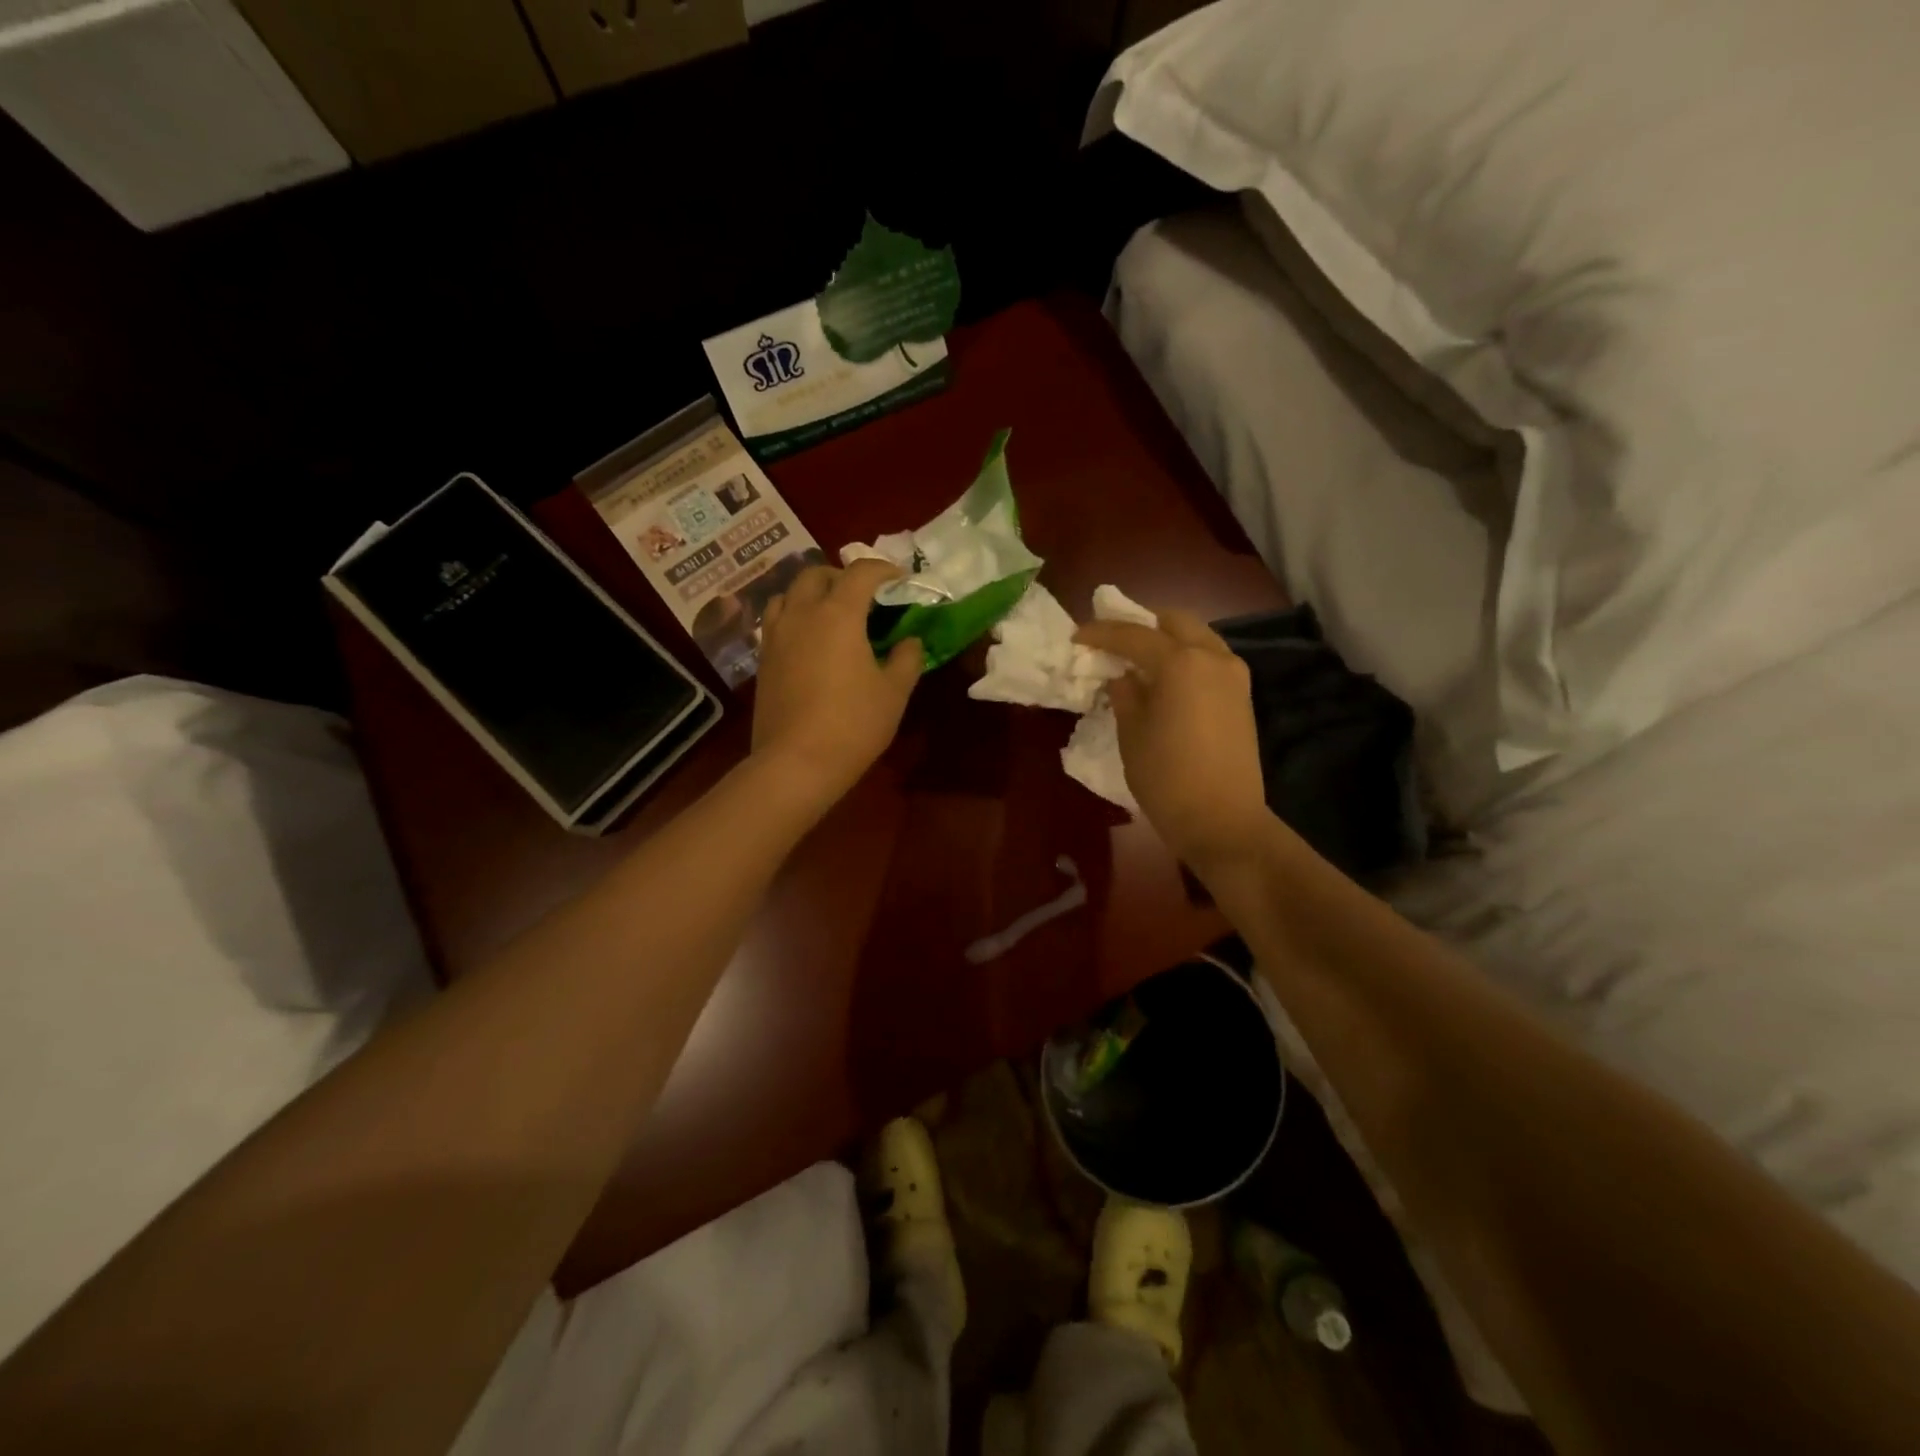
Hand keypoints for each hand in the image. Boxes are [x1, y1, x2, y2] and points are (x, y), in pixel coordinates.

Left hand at [752, 559, 923, 809]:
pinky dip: (795, 617)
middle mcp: (801, 614)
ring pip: (788, 593)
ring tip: (832, 614)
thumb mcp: (894, 692)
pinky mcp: (763, 659)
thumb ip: (907, 658)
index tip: (902, 581)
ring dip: (812, 593)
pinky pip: (777, 621)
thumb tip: (909, 641)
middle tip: (865, 596)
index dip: (885, 570)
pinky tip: (811, 641)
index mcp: (838, 613)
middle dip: (843, 576)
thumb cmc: (853, 724)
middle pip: (817, 574)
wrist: (796, 763)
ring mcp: (776, 635)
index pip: (861, 572)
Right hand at [1074, 610, 1268, 866]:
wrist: (1222, 820)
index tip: (1077, 636)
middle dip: (1141, 626)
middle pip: (1175, 622)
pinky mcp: (1242, 696)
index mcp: (1180, 663)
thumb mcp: (1132, 734)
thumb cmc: (1167, 778)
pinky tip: (1166, 680)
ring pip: (1197, 637)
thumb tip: (1124, 677)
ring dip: (1167, 641)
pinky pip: (1210, 660)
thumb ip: (1125, 695)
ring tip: (1139, 662)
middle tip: (1114, 643)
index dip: (1102, 633)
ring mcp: (1234, 675)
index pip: (1134, 635)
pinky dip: (1186, 659)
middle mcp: (1212, 657)